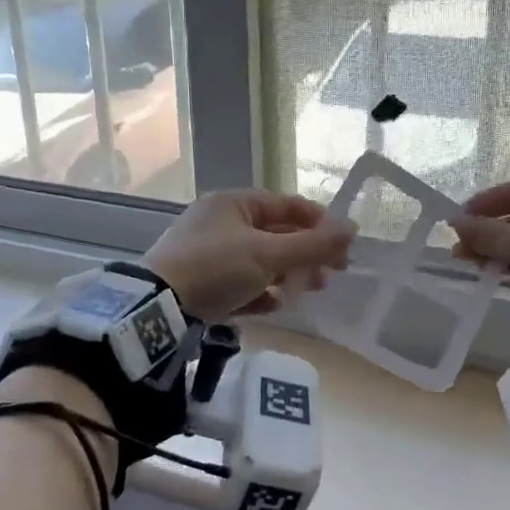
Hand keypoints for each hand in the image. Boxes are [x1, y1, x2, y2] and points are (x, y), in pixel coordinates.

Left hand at [144, 189, 354, 320]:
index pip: (287, 205)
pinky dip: (261, 292)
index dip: (320, 222)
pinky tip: (275, 305)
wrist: (157, 307)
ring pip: (261, 260)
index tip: (345, 245)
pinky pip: (242, 284)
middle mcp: (221, 222)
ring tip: (309, 291)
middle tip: (332, 274)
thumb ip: (312, 244)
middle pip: (276, 234)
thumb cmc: (216, 268)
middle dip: (306, 253)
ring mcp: (210, 254)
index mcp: (234, 203)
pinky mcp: (203, 283)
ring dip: (288, 274)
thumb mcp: (267, 254)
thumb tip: (352, 229)